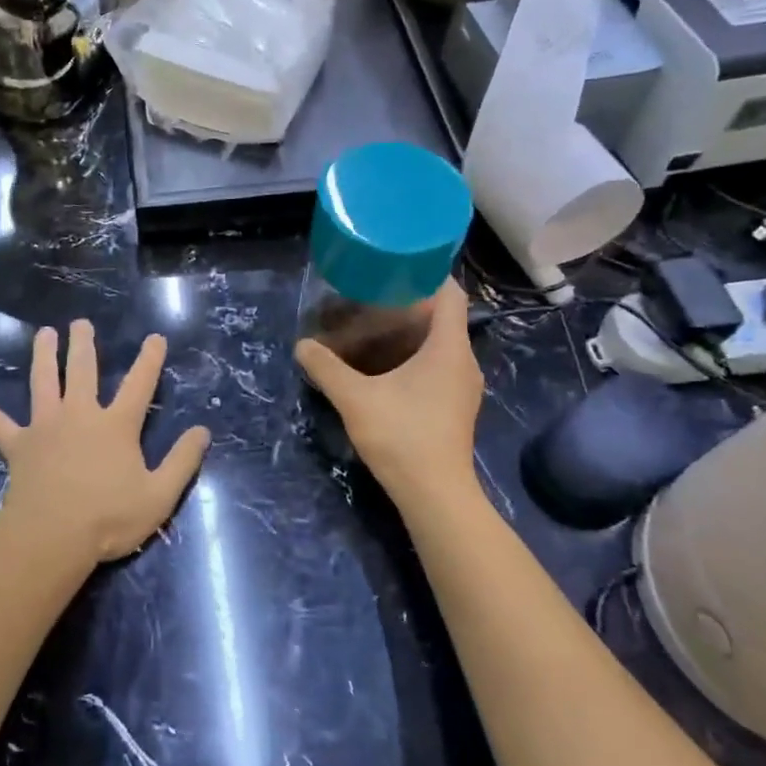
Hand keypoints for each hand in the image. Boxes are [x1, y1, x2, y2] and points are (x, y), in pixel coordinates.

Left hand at [0, 321, 211, 563]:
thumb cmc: (109, 518)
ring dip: (43, 356)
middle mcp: (80, 415)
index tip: (155, 337)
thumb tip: (203, 431)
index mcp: (116, 425)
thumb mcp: (160, 495)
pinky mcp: (19, 446)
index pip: (140, 384)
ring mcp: (46, 427)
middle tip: (79, 323)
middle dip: (84, 345)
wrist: (53, 537)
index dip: (150, 360)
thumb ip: (183, 461)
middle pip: (83, 371)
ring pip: (43, 382)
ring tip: (43, 333)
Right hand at [296, 279, 483, 497]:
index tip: (392, 270)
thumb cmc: (402, 436)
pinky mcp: (455, 406)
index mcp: (448, 347)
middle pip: (441, 318)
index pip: (450, 293)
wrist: (435, 495)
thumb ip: (326, 368)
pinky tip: (381, 369)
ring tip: (368, 332)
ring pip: (438, 345)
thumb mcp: (355, 398)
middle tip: (367, 301)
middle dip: (405, 306)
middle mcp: (463, 361)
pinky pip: (436, 367)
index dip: (425, 275)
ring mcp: (462, 386)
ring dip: (407, 335)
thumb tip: (302, 346)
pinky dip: (412, 359)